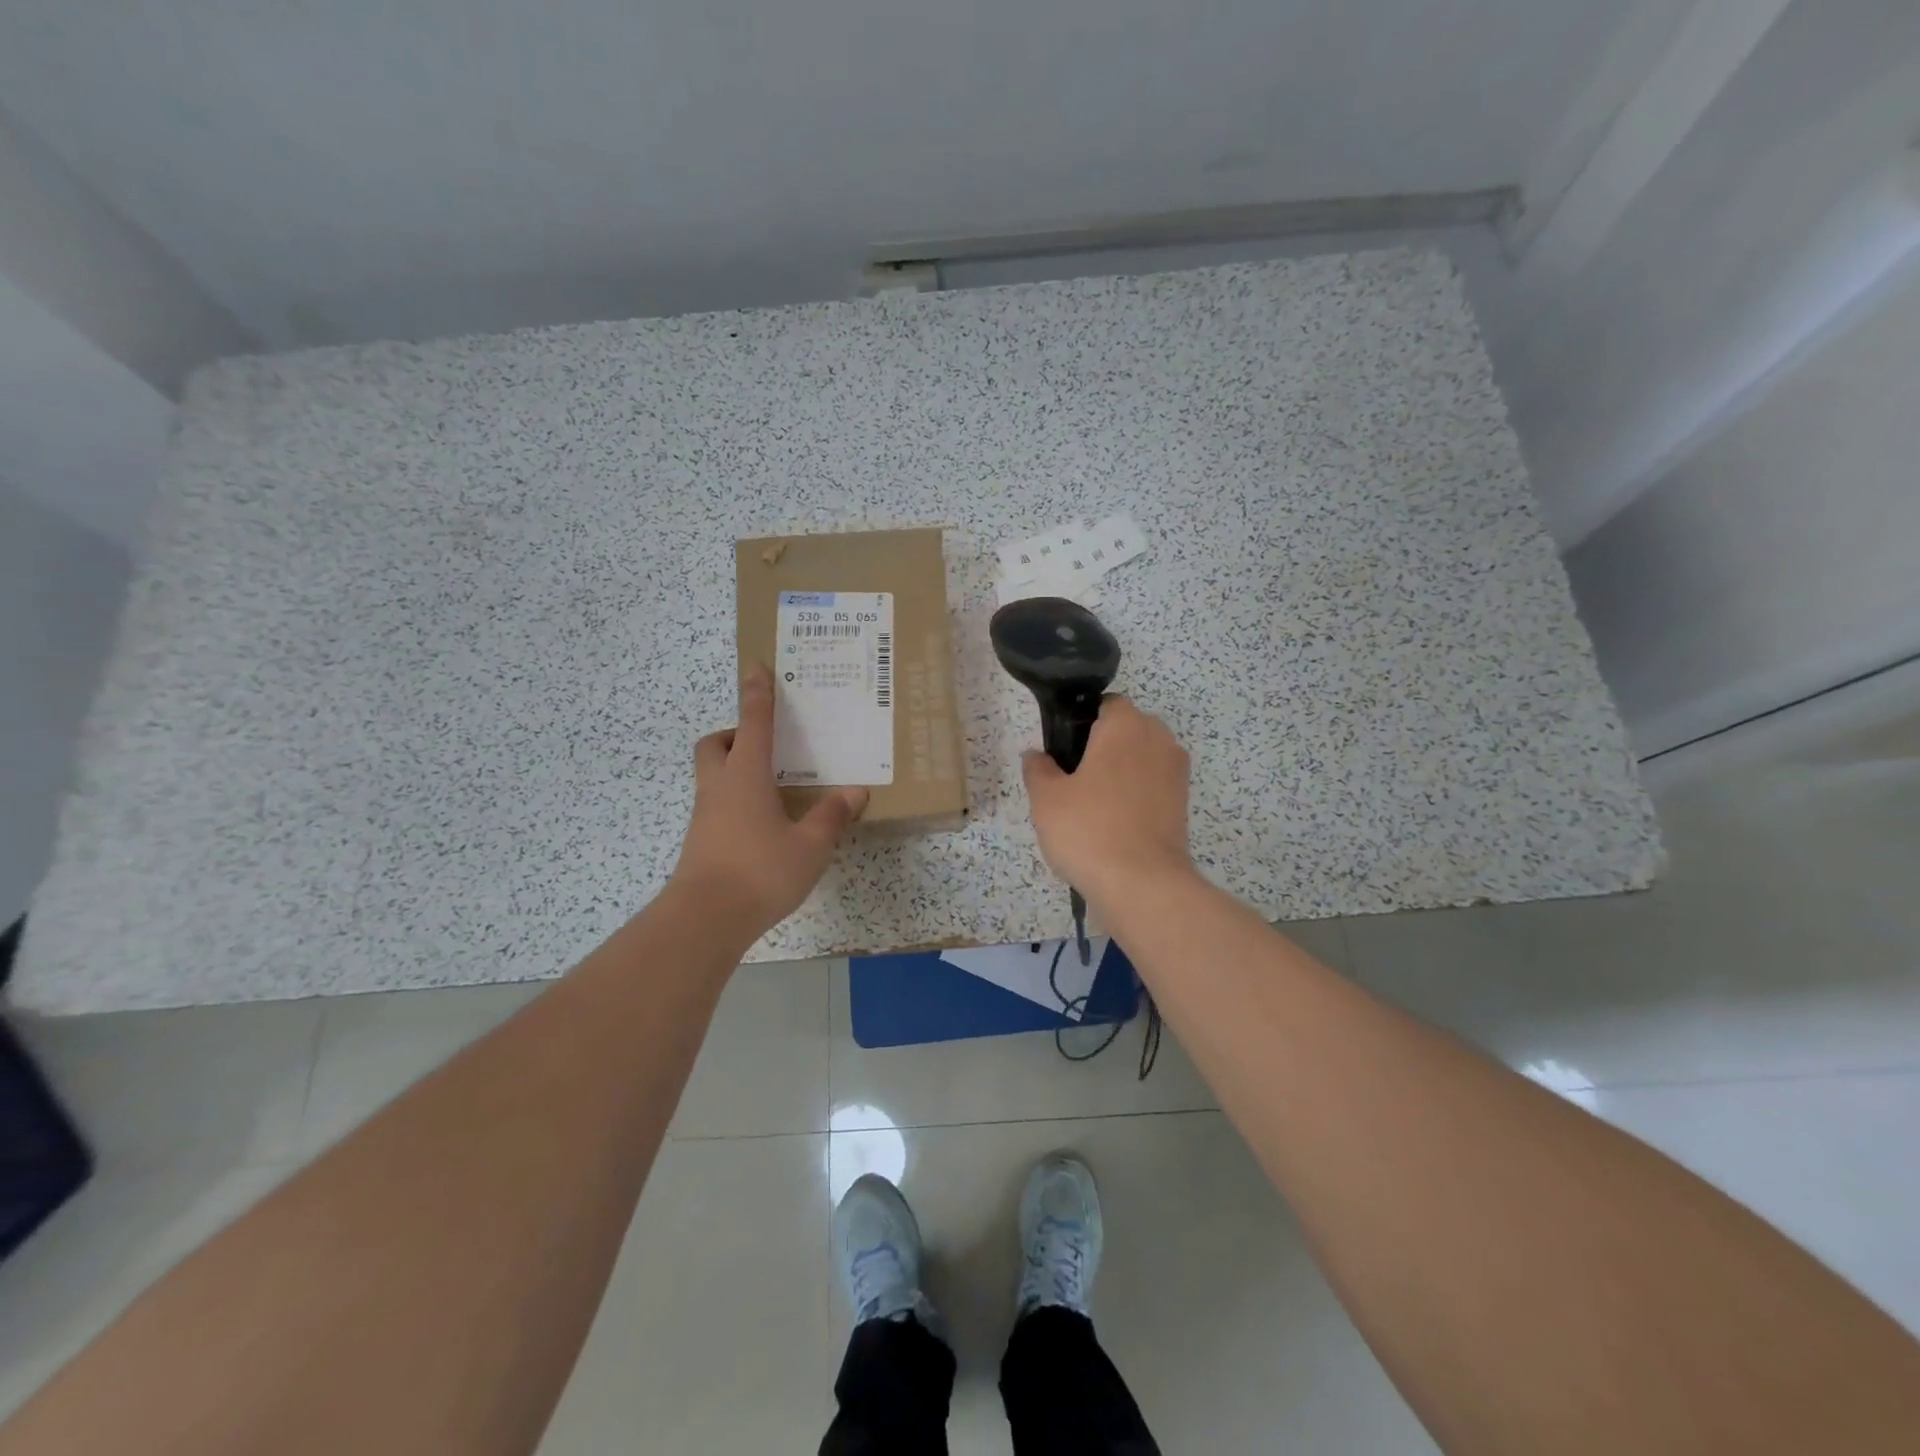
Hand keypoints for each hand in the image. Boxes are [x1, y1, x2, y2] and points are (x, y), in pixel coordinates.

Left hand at [670, 665, 868, 933]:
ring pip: (714, 775)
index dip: (757, 693)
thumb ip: (831, 816)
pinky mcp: (701, 840)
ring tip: (775, 787)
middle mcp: (720, 787)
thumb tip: (854, 791)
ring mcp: (705, 815)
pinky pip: (718, 804)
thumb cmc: (760, 871)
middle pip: (716, 744)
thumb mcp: (810, 846)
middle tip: (765, 744)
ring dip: (736, 769)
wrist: (705, 919)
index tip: (757, 665)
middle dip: (735, 734)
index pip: (754, 722)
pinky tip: (764, 824)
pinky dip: (738, 800)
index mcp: (746, 776)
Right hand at [1023, 695, 1193, 906]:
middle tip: (1072, 781)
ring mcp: (1176, 772)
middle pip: (1126, 730)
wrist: (1143, 884)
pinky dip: (1135, 796)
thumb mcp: (1046, 798)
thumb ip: (1038, 769)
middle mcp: (1158, 738)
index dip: (1081, 723)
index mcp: (1126, 725)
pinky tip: (1113, 823)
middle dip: (1101, 747)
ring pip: (1140, 759)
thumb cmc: (1089, 829)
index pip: (1105, 704)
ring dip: (1119, 772)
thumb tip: (1037, 756)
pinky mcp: (1183, 803)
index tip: (1063, 752)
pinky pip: (1152, 785)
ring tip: (1091, 807)